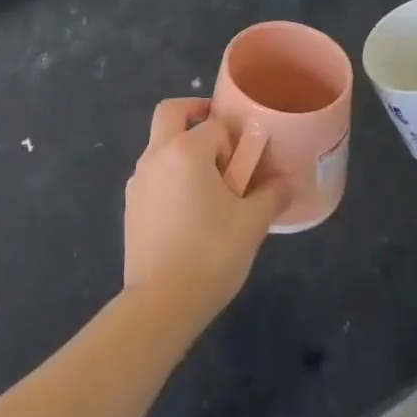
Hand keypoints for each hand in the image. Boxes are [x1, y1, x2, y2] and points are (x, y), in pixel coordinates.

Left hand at [123, 98, 290, 335]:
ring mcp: (138, 180)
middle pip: (171, 112)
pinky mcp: (130, 205)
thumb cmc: (210, 254)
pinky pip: (152, 174)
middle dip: (194, 112)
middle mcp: (157, 155)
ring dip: (181, 148)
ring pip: (159, 144)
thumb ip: (271, 195)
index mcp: (187, 150)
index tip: (247, 165)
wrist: (160, 303)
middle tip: (219, 135)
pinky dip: (169, 176)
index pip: (215, 125)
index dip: (234, 141)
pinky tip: (188, 210)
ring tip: (208, 184)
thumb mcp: (252, 224)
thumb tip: (287, 182)